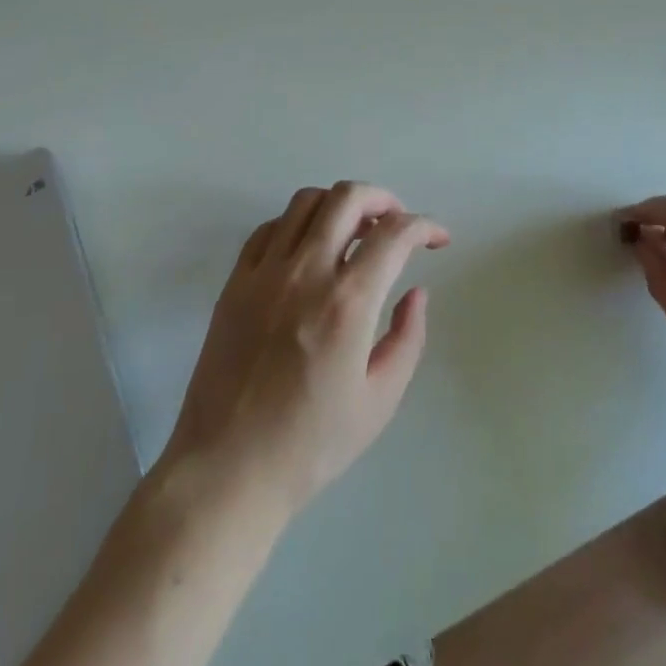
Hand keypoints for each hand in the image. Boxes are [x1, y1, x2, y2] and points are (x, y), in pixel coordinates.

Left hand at [161, 183, 449, 515]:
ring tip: (354, 231)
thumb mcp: (379, 401)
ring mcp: (265, 272)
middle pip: (347, 197)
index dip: (424, 226)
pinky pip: (269, 228)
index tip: (437, 239)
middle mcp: (306, 272)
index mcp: (347, 303)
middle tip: (396, 222)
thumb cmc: (310, 444)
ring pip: (306, 201)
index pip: (394, 235)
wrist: (227, 468)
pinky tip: (308, 249)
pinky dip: (297, 224)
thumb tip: (417, 291)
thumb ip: (407, 338)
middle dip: (382, 199)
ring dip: (339, 205)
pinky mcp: (235, 280)